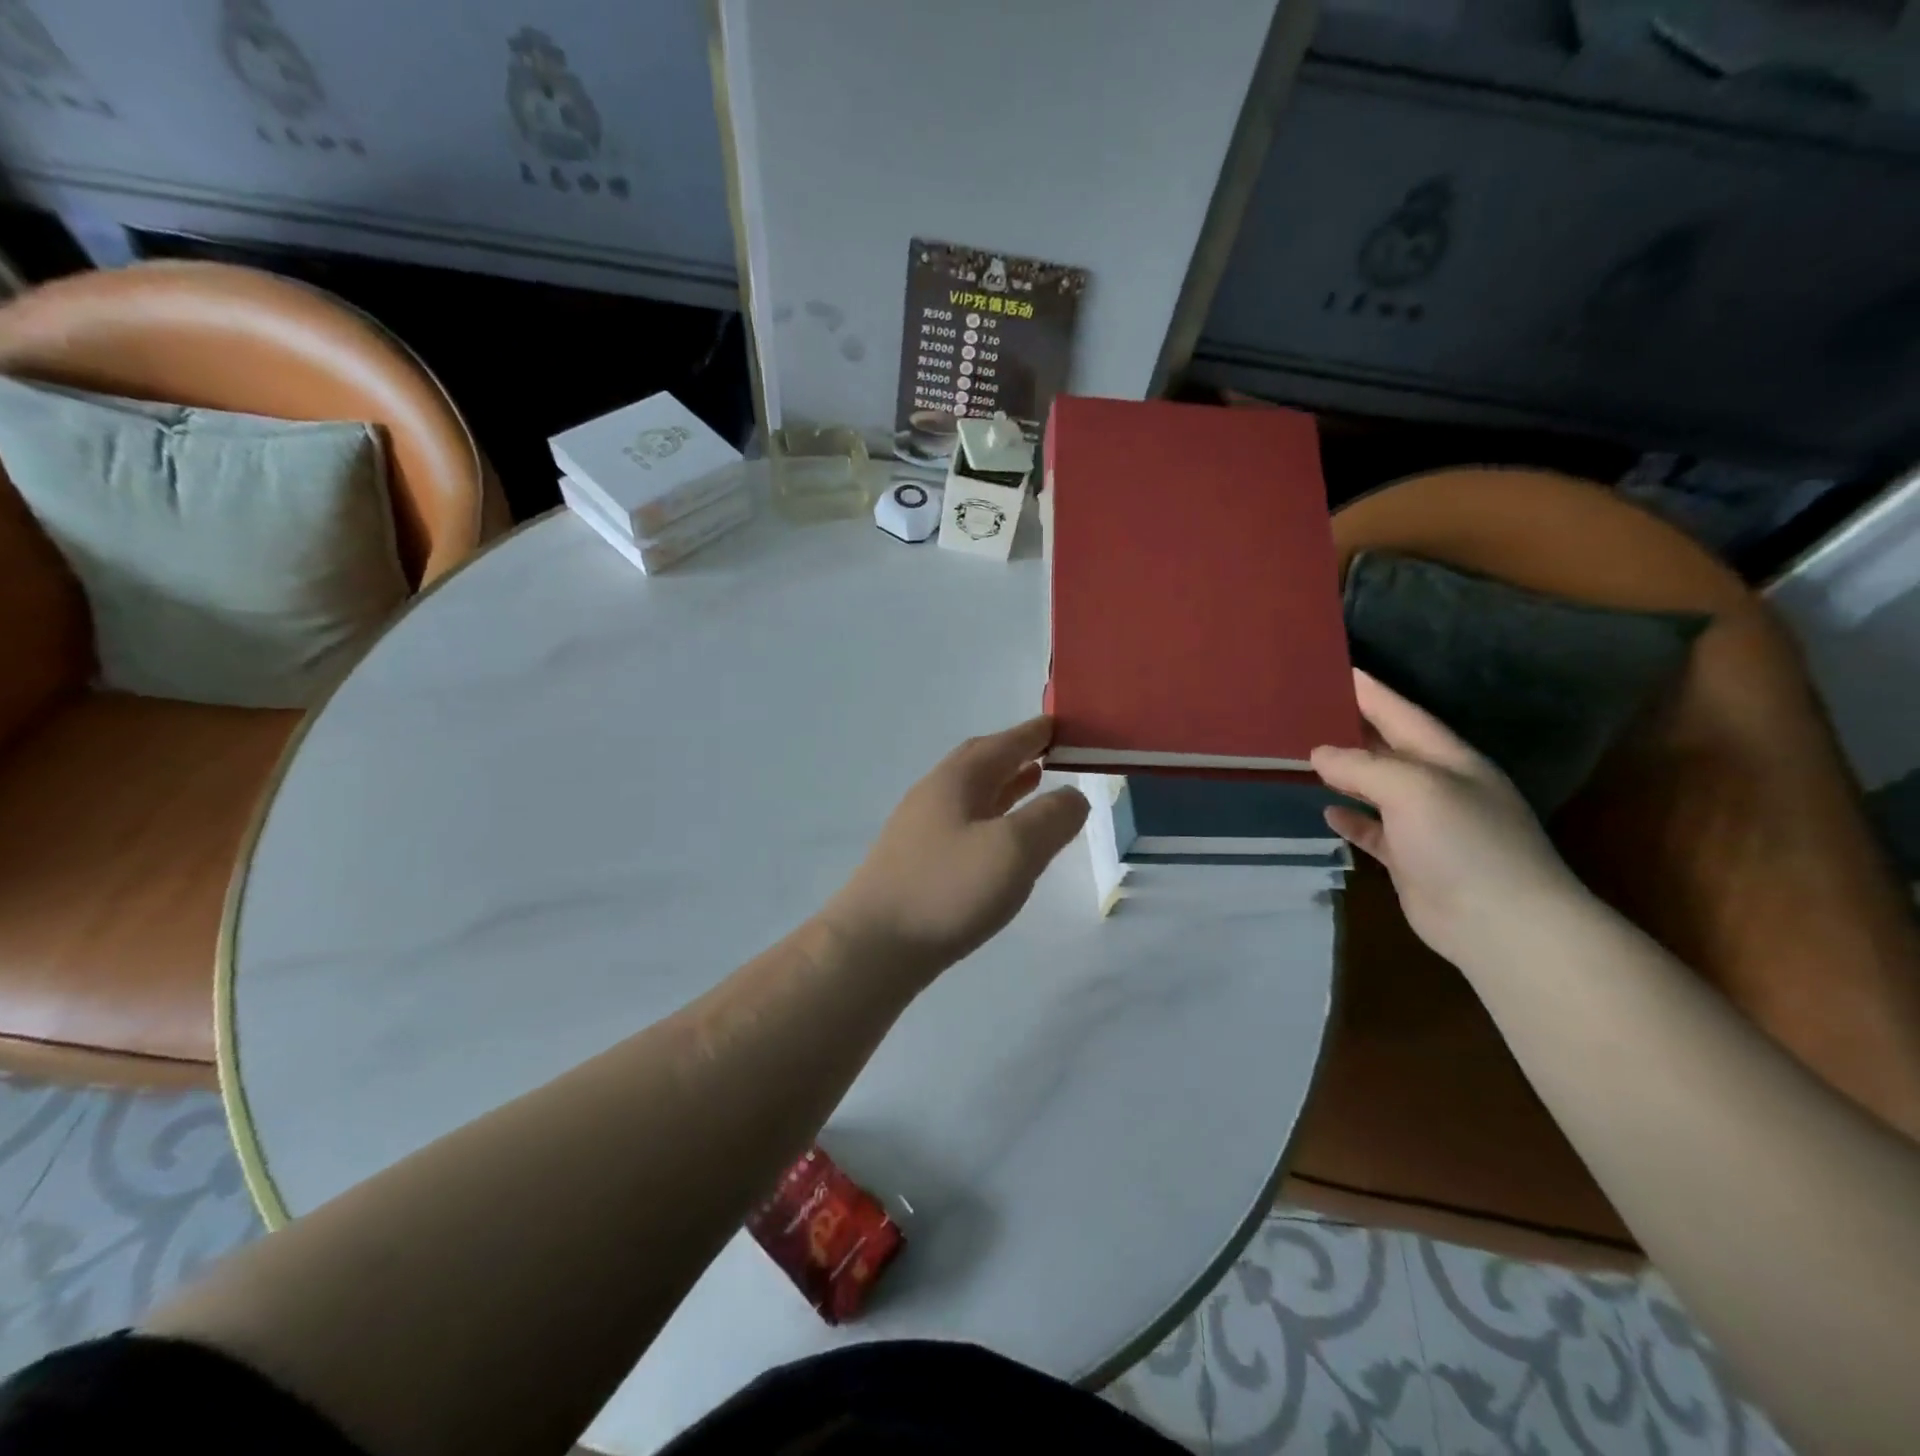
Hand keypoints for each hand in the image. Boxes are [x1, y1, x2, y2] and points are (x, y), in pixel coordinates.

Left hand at [821, 716, 1089, 985]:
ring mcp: (921, 829)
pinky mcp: (917, 861)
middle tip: (1051, 753)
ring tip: (1036, 784)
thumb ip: (1051, 818)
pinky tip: (1002, 840)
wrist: (874, 946)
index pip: (1003, 743)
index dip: (1035, 733)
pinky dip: (992, 817)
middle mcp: (935, 794)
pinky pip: (965, 823)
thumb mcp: (1014, 849)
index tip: (1062, 725)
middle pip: (982, 763)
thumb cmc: (948, 889)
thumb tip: (1073, 797)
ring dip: (1005, 785)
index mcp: (957, 780)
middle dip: (1017, 754)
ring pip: (972, 794)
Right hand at [1311, 669, 1584, 967]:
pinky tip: (1327, 811)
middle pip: (1388, 748)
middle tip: (1310, 709)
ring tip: (1307, 755)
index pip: (1402, 714)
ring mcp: (1425, 825)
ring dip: (1346, 773)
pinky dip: (1351, 819)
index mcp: (1448, 760)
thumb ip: (1363, 767)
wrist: (1502, 923)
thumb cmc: (1464, 842)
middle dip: (1354, 728)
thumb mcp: (1413, 789)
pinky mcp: (1410, 860)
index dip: (1372, 693)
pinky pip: (1373, 830)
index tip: (1339, 669)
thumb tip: (1320, 754)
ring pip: (1377, 788)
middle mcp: (1438, 786)